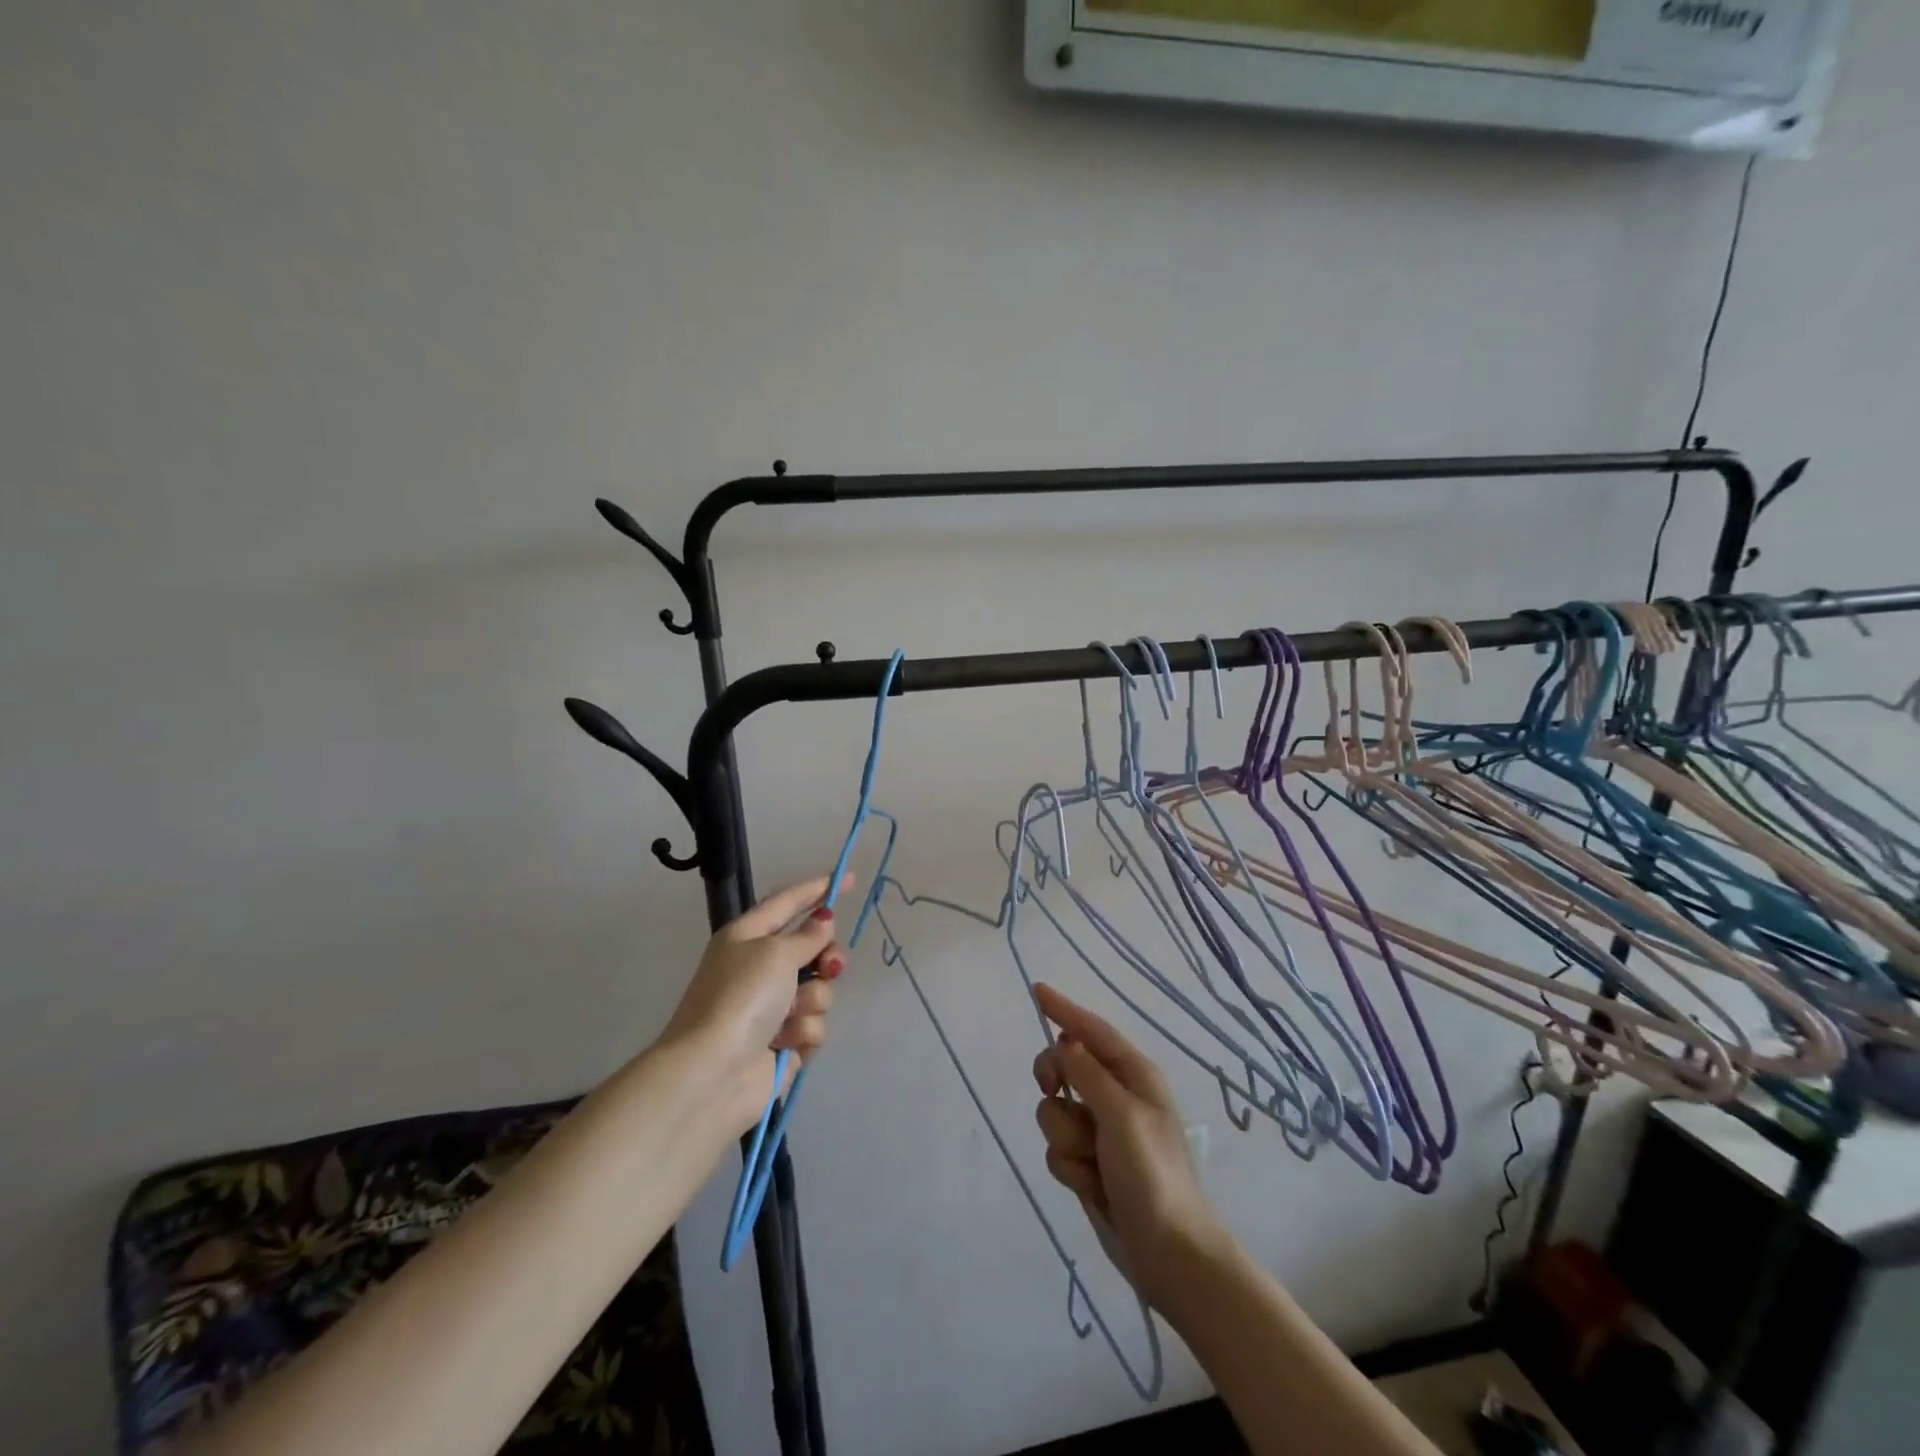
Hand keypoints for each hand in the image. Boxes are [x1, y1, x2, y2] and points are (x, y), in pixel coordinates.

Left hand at [661, 874, 850, 1134]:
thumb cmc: (740, 998)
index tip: (850, 878)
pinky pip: (813, 1025)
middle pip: (813, 949)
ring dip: (812, 1001)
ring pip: (819, 989)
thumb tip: (824, 919)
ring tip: (790, 1017)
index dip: (818, 889)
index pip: (788, 902)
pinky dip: (803, 1032)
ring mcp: (773, 1007)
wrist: (712, 1074)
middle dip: (827, 958)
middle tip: (829, 966)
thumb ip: (808, 935)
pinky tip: (785, 1044)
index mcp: (748, 937)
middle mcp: (760, 968)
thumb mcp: (775, 953)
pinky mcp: (784, 1042)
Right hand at [1031, 983, 1226, 1309]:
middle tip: (1052, 1090)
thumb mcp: (1122, 1116)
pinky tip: (1089, 1186)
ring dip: (1065, 1136)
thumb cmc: (1152, 1175)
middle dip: (1054, 1080)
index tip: (1036, 991)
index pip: (1092, 1031)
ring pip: (1055, 1110)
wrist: (1168, 1254)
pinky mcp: (1088, 1162)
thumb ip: (1089, 1075)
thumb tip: (1065, 1043)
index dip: (1064, 1010)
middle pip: (1065, 1066)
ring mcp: (1101, 1131)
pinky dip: (1068, 1165)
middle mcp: (1116, 1096)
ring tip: (1090, 1163)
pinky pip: (1057, 1147)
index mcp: (1134, 1076)